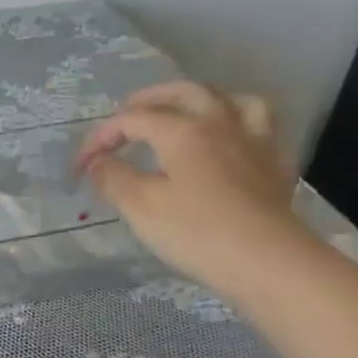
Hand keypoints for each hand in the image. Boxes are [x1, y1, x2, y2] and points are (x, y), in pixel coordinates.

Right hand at [76, 81, 308, 293]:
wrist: (270, 265)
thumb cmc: (197, 232)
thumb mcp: (140, 206)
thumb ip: (113, 177)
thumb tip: (100, 163)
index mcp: (183, 130)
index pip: (131, 120)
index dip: (100, 138)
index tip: (80, 167)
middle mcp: (220, 125)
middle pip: (185, 93)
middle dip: (151, 98)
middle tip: (129, 113)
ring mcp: (255, 144)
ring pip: (234, 100)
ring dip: (206, 101)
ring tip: (189, 114)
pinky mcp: (277, 168)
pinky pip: (262, 129)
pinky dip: (241, 126)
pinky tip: (231, 143)